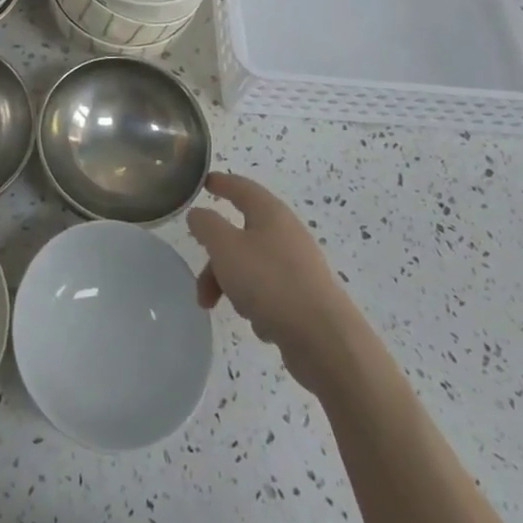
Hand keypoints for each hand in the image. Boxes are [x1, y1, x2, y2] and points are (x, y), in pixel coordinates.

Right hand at [187, 171, 355, 384]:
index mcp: (270, 213)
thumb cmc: (269, 282)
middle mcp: (286, 233)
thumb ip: (207, 225)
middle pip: (241, 235)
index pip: (241, 187)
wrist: (324, 339)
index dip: (221, 183)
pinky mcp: (305, 297)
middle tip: (201, 285)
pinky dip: (257, 304)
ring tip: (228, 310)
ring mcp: (298, 266)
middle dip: (216, 259)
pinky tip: (261, 324)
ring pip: (251, 266)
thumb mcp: (225, 247)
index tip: (203, 183)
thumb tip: (199, 213)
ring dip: (232, 285)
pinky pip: (269, 292)